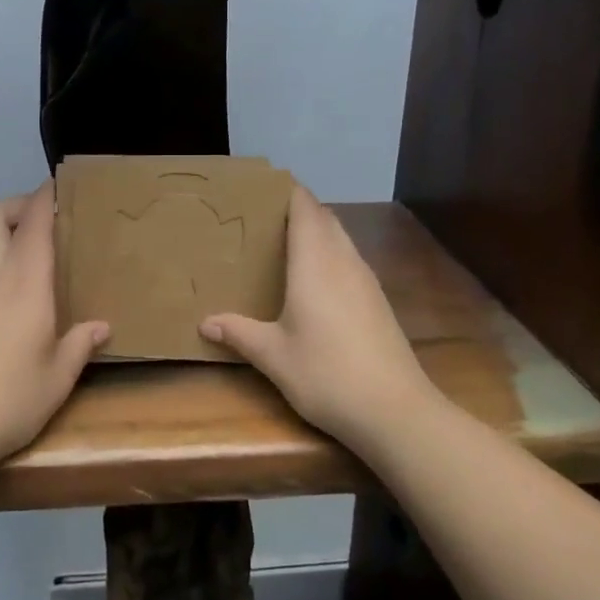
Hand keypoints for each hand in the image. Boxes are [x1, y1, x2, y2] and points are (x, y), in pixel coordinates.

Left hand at [0, 182, 108, 471]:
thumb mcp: (58, 378)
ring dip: (4, 237)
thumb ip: (79, 345)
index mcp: (24, 285)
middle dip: (15, 205)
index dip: (44, 197)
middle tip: (43, 218)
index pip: (33, 224)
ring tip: (36, 263)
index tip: (59, 184)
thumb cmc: (9, 401)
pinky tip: (13, 306)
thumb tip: (101, 326)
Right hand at [200, 184, 434, 446]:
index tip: (263, 188)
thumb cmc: (326, 374)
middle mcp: (344, 262)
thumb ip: (239, 333)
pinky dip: (331, 256)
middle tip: (264, 218)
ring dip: (318, 233)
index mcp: (316, 264)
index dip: (288, 193)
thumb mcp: (273, 356)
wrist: (394, 411)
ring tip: (285, 244)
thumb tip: (205, 322)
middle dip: (299, 210)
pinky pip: (350, 261)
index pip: (306, 209)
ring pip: (341, 240)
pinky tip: (315, 282)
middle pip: (325, 219)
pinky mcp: (378, 302)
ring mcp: (366, 282)